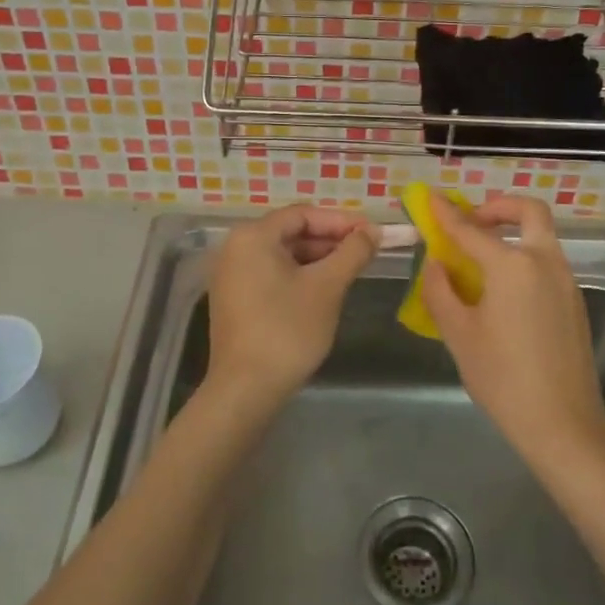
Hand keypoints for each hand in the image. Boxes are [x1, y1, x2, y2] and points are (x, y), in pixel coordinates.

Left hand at [208, 205, 378, 409]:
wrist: (246, 390)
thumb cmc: (288, 330)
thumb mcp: (327, 286)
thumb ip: (352, 252)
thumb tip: (373, 231)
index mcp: (253, 236)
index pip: (303, 214)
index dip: (341, 221)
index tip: (372, 233)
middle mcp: (235, 248)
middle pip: (291, 232)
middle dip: (330, 241)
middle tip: (366, 253)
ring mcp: (231, 274)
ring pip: (283, 255)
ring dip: (317, 260)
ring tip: (351, 271)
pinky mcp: (234, 299)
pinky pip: (271, 274)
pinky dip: (299, 276)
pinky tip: (324, 291)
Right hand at [419, 192, 604, 458]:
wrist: (563, 423)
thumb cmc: (503, 378)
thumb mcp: (459, 334)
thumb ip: (440, 290)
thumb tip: (436, 263)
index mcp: (512, 266)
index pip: (471, 229)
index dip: (446, 213)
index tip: (430, 197)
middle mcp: (544, 262)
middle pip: (529, 212)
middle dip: (499, 207)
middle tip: (473, 221)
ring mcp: (566, 281)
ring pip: (541, 236)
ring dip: (513, 232)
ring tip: (481, 259)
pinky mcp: (574, 301)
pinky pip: (547, 262)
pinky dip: (524, 257)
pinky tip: (503, 290)